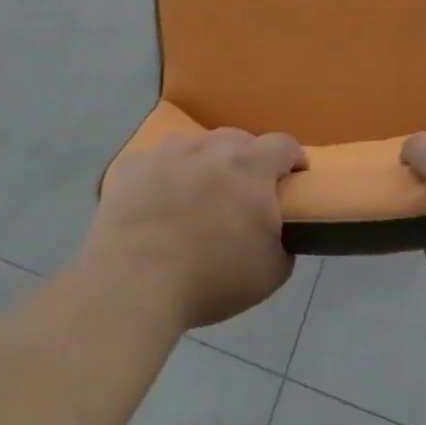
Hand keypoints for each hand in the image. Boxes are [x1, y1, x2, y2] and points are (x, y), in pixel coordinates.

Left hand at [84, 128, 304, 329]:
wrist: (133, 284)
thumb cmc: (210, 279)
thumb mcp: (270, 272)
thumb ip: (284, 241)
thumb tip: (277, 231)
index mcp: (250, 167)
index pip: (284, 144)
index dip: (293, 159)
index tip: (293, 179)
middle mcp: (210, 147)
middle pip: (239, 141)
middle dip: (247, 162)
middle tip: (242, 196)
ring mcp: (167, 152)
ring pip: (196, 147)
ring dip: (204, 165)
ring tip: (195, 199)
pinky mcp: (132, 166)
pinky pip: (156, 163)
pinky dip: (163, 178)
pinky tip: (156, 207)